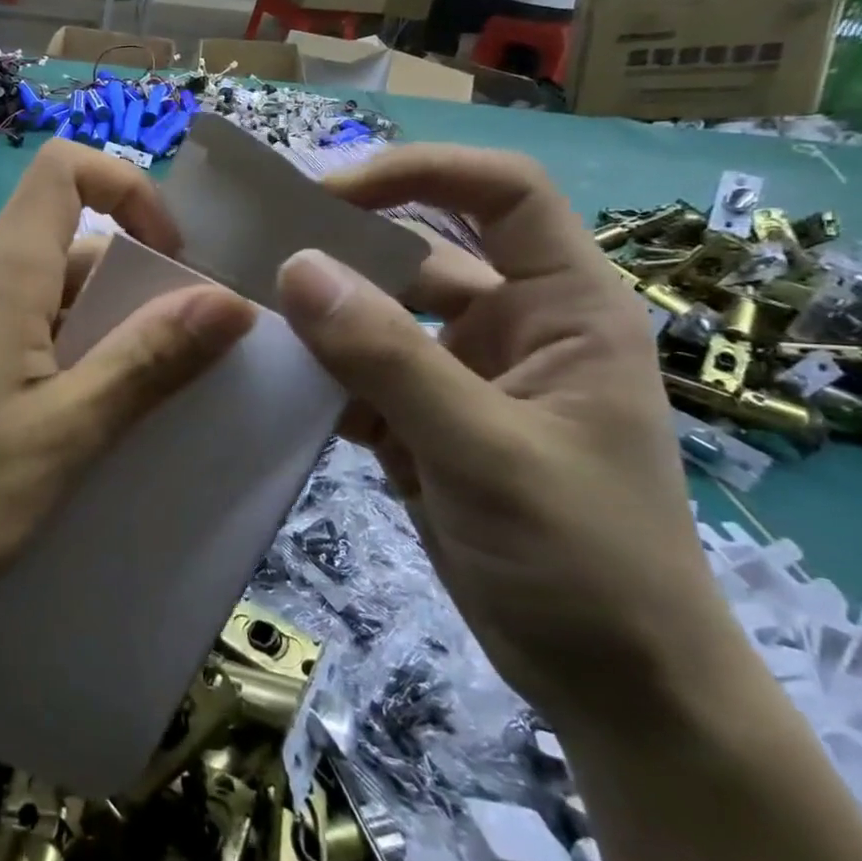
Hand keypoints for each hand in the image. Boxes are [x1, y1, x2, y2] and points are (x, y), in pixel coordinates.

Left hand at [0, 141, 254, 622]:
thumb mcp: (67, 429)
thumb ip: (148, 360)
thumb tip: (230, 300)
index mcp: (6, 274)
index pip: (65, 169)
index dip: (129, 189)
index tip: (173, 258)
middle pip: (75, 238)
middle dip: (141, 280)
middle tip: (186, 355)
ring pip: (59, 293)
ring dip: (114, 327)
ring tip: (151, 397)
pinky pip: (35, 333)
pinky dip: (79, 355)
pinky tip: (96, 418)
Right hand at [275, 146, 736, 737]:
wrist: (614, 689)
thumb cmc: (586, 559)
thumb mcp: (486, 451)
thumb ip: (388, 358)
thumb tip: (295, 267)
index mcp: (564, 306)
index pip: (501, 192)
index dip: (420, 172)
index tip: (328, 195)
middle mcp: (511, 326)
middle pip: (420, 250)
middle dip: (345, 246)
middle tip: (256, 248)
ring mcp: (463, 376)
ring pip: (379, 317)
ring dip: (321, 316)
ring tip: (248, 313)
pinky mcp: (425, 423)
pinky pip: (360, 375)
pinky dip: (320, 376)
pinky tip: (275, 384)